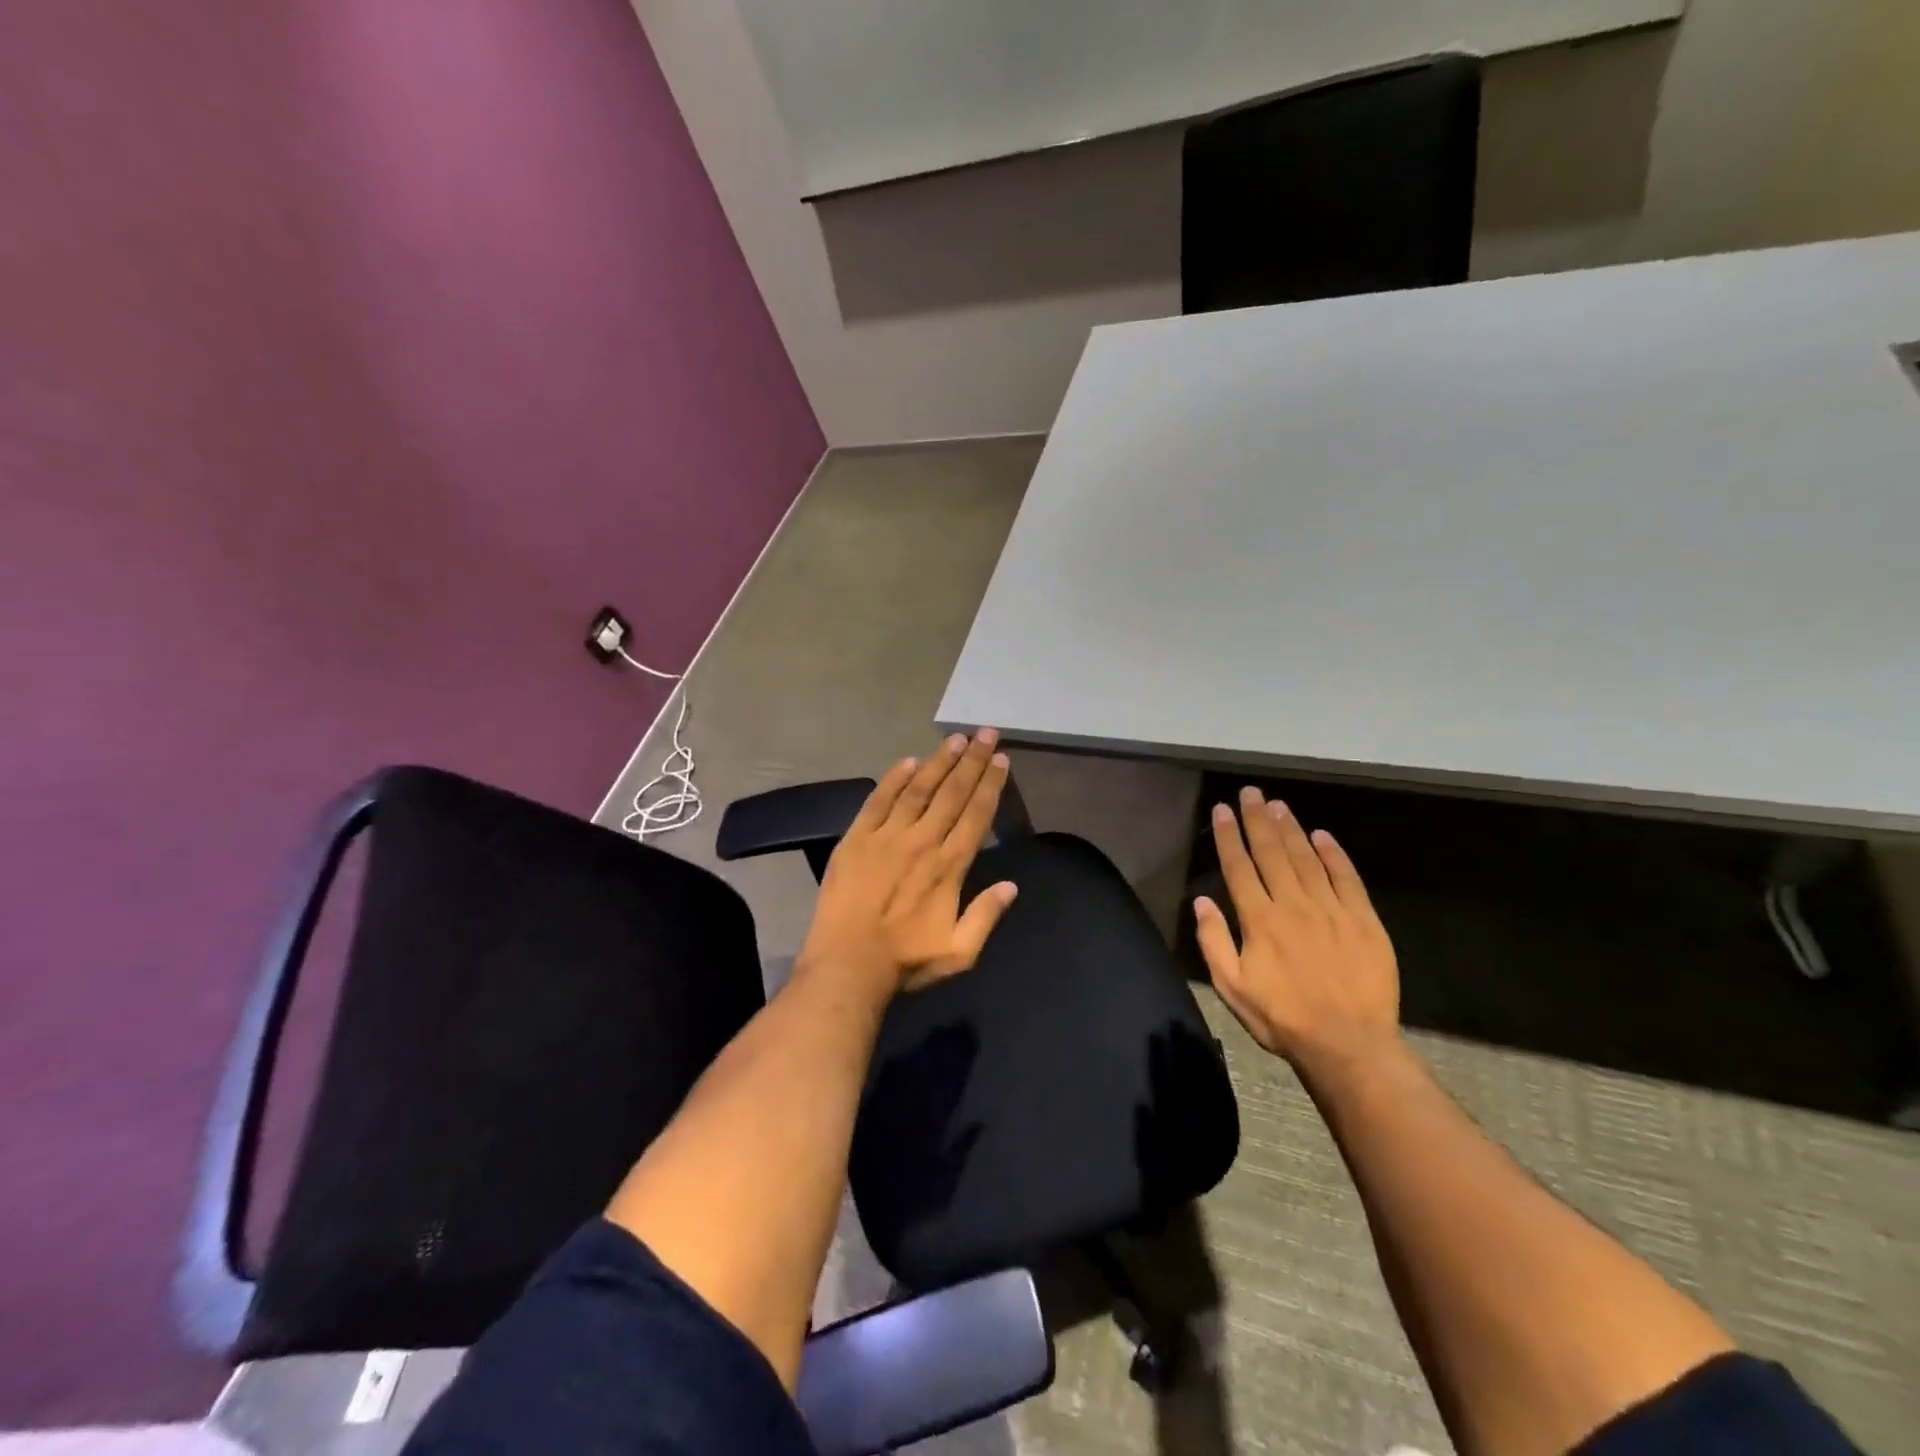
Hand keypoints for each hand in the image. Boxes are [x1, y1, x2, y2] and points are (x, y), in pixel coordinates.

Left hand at [798, 730, 1018, 996]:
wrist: (846, 966)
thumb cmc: (905, 962)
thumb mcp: (959, 953)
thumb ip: (986, 916)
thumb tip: (1011, 886)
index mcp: (949, 866)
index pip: (976, 815)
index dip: (990, 784)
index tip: (1001, 759)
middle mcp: (922, 842)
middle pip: (952, 793)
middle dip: (972, 761)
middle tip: (985, 732)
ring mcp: (886, 837)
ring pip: (918, 789)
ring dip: (939, 762)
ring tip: (955, 739)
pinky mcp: (856, 839)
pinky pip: (879, 801)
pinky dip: (894, 779)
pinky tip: (908, 761)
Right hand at [1195, 787, 1400, 1079]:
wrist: (1349, 1044)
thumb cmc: (1282, 1018)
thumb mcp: (1232, 987)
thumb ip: (1214, 941)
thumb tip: (1201, 901)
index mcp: (1259, 920)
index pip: (1239, 866)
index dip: (1228, 835)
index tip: (1222, 810)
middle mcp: (1293, 904)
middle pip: (1272, 852)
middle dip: (1257, 819)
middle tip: (1251, 793)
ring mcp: (1331, 909)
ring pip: (1306, 858)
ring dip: (1290, 828)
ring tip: (1278, 804)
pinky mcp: (1363, 920)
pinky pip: (1346, 878)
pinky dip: (1334, 853)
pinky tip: (1322, 835)